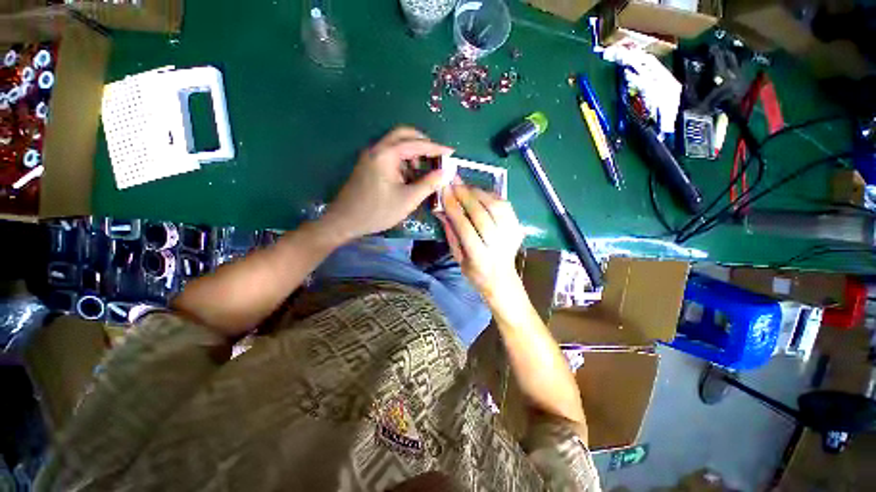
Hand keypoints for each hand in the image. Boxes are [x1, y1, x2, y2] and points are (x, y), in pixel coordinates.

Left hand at [322, 127, 452, 242]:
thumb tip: (446, 172)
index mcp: (386, 154)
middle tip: (437, 155)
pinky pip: (390, 155)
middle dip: (423, 142)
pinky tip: (410, 176)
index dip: (436, 148)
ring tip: (425, 169)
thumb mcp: (408, 199)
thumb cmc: (378, 211)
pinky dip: (403, 161)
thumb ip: (429, 184)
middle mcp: (377, 149)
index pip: (416, 144)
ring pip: (396, 144)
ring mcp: (371, 156)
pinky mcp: (369, 165)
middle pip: (403, 135)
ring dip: (413, 152)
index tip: (451, 152)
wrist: (345, 221)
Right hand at [438, 184, 524, 302]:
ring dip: (479, 192)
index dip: (454, 208)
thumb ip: (451, 234)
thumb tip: (442, 210)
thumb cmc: (475, 273)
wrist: (502, 280)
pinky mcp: (518, 228)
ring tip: (466, 186)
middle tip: (454, 182)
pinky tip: (481, 193)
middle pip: (482, 214)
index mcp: (480, 257)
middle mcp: (498, 245)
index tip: (444, 191)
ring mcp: (511, 236)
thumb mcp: (458, 258)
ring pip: (497, 207)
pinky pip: (506, 206)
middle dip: (466, 195)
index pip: (465, 227)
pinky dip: (493, 196)